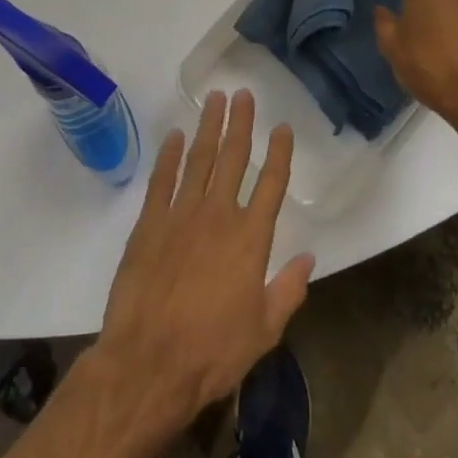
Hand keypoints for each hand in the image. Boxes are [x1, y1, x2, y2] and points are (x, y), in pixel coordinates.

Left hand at [93, 90, 313, 433]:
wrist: (149, 363)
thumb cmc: (212, 352)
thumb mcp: (264, 330)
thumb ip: (288, 290)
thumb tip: (309, 258)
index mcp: (250, 240)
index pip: (271, 185)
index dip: (280, 154)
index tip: (283, 128)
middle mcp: (218, 216)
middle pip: (234, 159)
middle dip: (241, 124)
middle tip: (244, 94)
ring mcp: (180, 216)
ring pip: (199, 160)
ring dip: (209, 128)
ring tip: (215, 100)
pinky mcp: (149, 224)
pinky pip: (162, 180)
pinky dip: (168, 156)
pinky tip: (174, 136)